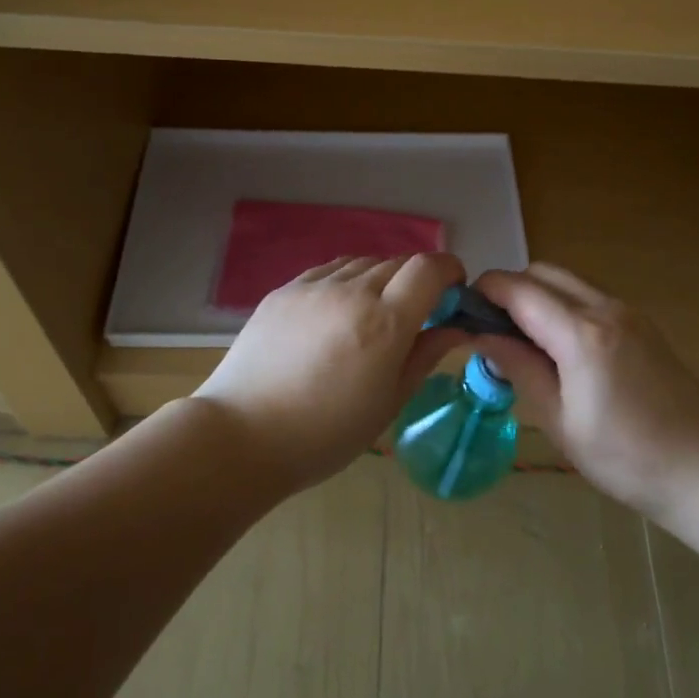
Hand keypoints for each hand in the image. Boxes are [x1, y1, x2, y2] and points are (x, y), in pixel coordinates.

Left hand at [193, 252, 468, 491]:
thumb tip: (455, 328)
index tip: (453, 292)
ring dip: (381, 278)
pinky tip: (338, 312)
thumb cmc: (326, 433)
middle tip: (415, 313)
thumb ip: (425, 356)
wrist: (243, 435)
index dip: (449, 271)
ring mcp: (313, 287)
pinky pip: (329, 271)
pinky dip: (347, 281)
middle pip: (398, 262)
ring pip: (363, 263)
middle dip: (417, 280)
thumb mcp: (389, 402)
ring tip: (373, 313)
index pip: (429, 268)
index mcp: (384, 322)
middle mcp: (351, 291)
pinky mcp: (284, 290)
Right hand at [471, 264, 698, 518]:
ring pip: (567, 281)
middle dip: (510, 289)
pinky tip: (559, 346)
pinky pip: (590, 296)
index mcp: (581, 335)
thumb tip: (480, 336)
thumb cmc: (624, 457)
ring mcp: (628, 312)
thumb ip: (519, 368)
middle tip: (492, 329)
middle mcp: (605, 308)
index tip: (463, 311)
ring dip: (537, 295)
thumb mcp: (560, 420)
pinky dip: (563, 305)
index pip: (518, 289)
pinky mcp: (642, 323)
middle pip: (542, 272)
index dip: (484, 291)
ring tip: (523, 339)